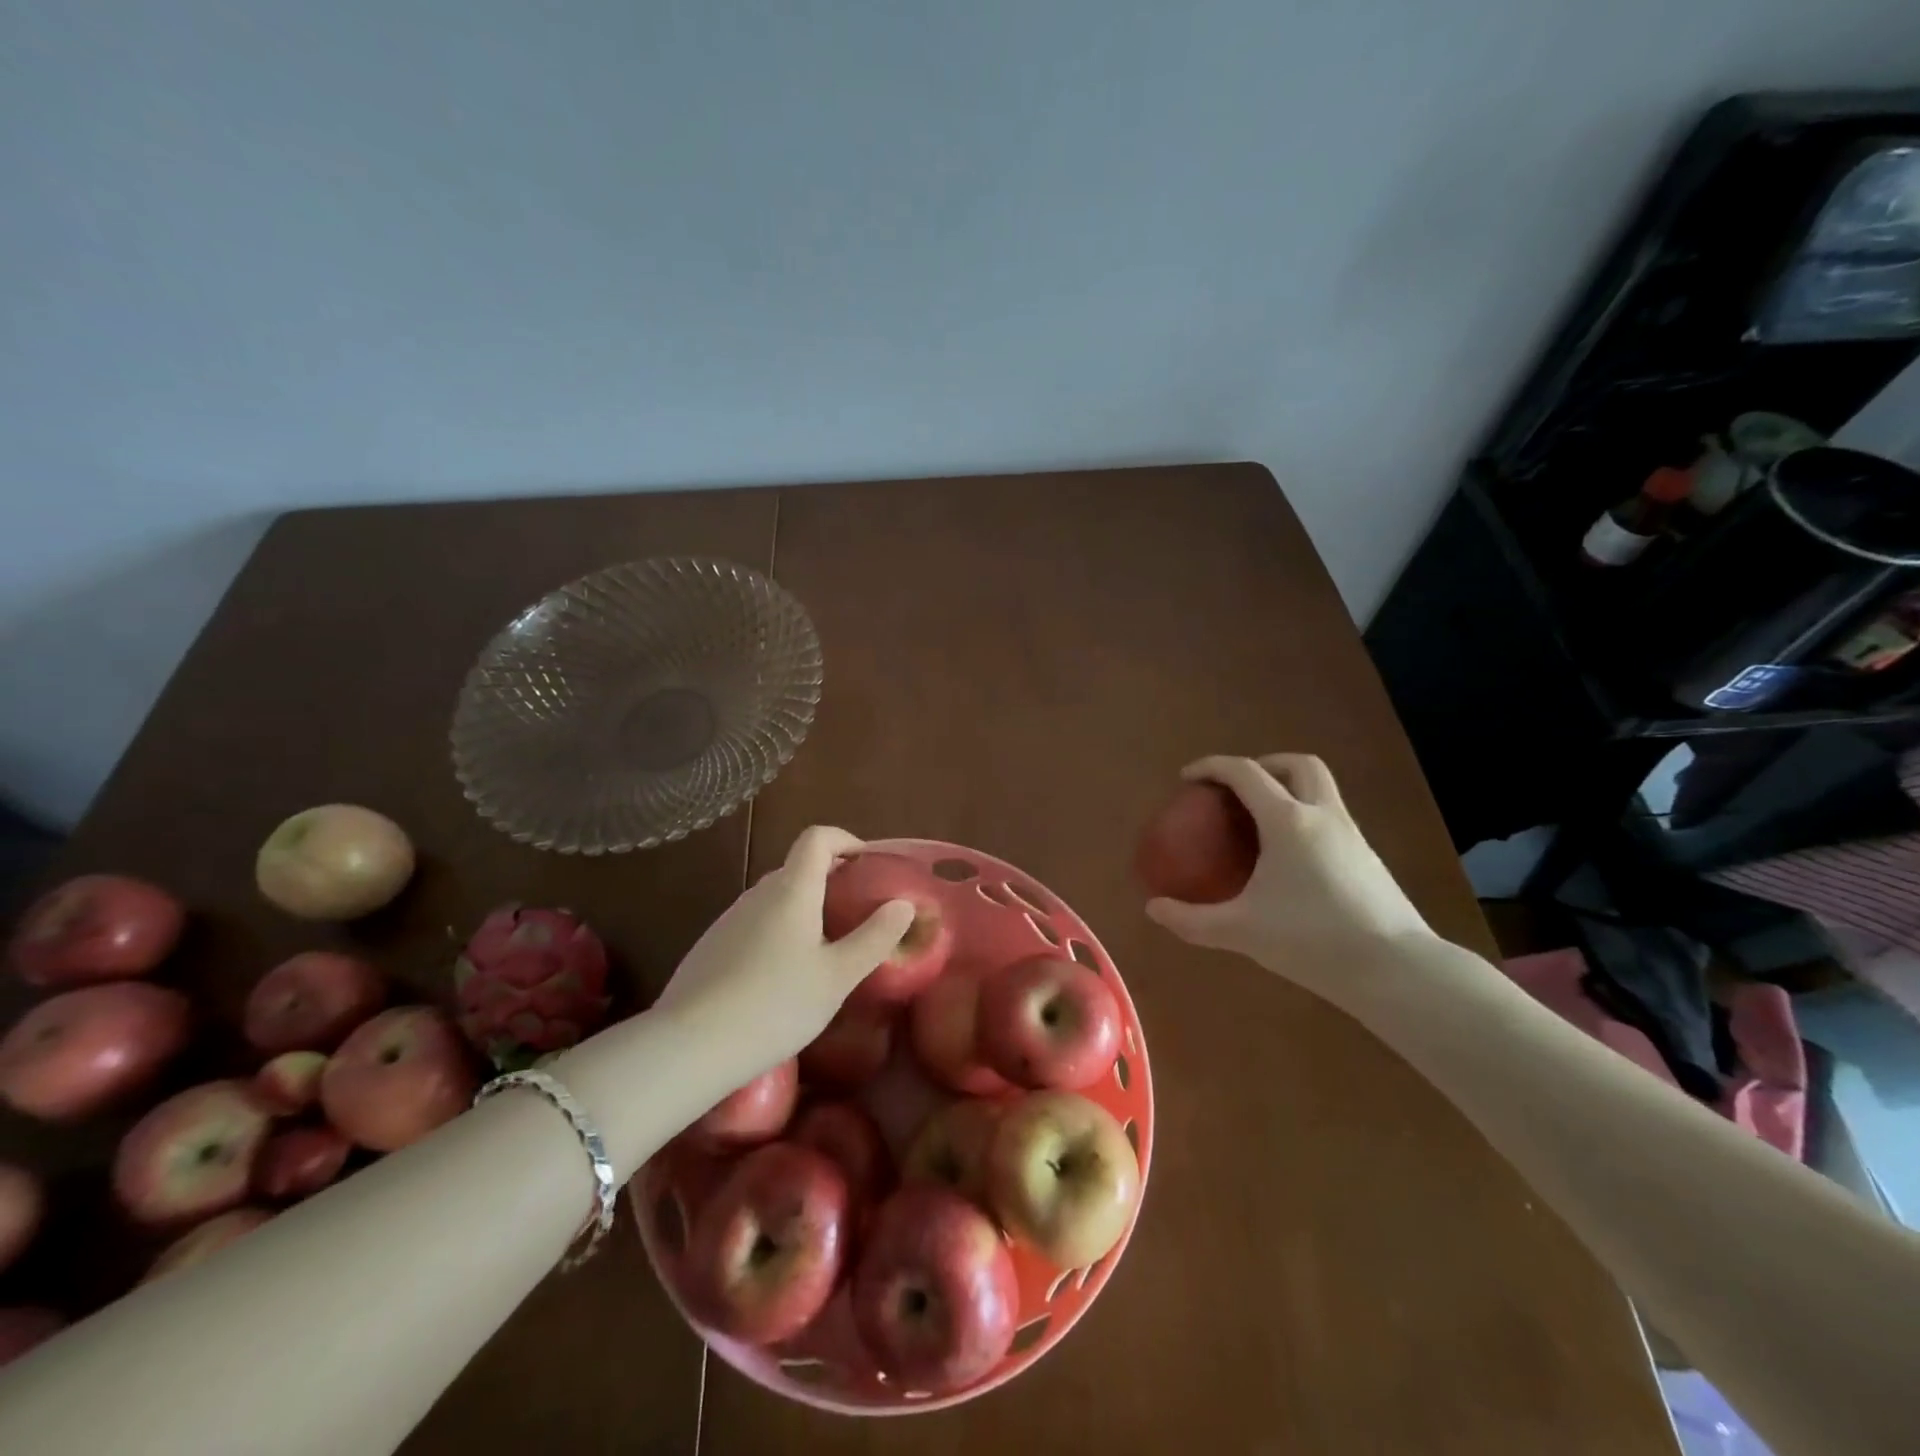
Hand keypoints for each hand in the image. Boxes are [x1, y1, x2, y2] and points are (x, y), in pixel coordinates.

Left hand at [652, 826, 912, 1076]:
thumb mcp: (837, 976)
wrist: (690, 1046)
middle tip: (856, 914)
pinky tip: (782, 978)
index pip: (816, 838)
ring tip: (824, 951)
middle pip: (797, 868)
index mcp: (791, 890)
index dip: (845, 840)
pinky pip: (754, 924)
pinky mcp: (711, 947)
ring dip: (804, 909)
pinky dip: (778, 933)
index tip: (867, 864)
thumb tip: (903, 904)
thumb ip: (874, 937)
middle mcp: (757, 894)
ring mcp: (729, 920)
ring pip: (775, 899)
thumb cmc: (775, 1005)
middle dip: (830, 879)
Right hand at [1144, 754, 1433, 1008]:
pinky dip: (1305, 817)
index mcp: (1288, 821)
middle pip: (1297, 764)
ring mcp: (1351, 834)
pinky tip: (1291, 858)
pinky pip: (1330, 817)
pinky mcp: (1367, 857)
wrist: (1395, 968)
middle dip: (1263, 764)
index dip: (1212, 767)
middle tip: (1237, 790)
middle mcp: (1322, 815)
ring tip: (1260, 822)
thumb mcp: (1241, 931)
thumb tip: (1153, 909)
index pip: (1245, 773)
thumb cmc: (1312, 939)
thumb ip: (1192, 920)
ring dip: (1289, 788)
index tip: (1187, 778)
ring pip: (1321, 788)